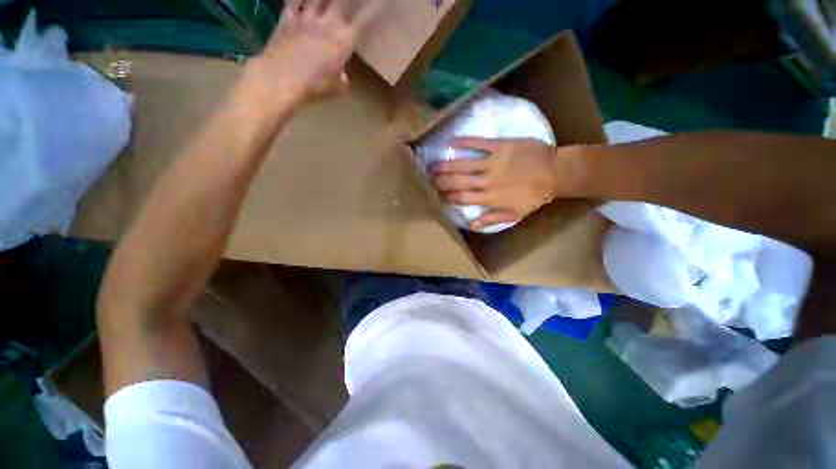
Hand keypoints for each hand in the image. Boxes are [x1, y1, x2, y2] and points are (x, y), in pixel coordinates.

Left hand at [240, 0, 383, 108]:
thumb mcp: (336, 89)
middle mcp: (328, 23)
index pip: (364, 20)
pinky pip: (293, 0)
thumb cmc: (314, 87)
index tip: (384, 2)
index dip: (375, 8)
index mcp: (344, 41)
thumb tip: (344, 77)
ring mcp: (306, 17)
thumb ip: (344, 80)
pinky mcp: (287, 18)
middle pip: (342, 0)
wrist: (281, 79)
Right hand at [431, 137, 581, 230]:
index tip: (436, 195)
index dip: (447, 196)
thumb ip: (492, 219)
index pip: (461, 197)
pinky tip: (452, 143)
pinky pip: (479, 143)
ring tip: (432, 165)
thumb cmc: (535, 196)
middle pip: (458, 181)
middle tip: (428, 179)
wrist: (556, 173)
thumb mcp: (515, 215)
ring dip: (446, 165)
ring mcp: (492, 162)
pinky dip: (465, 142)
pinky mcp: (500, 146)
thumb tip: (472, 225)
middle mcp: (487, 181)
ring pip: (464, 164)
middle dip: (441, 181)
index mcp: (489, 198)